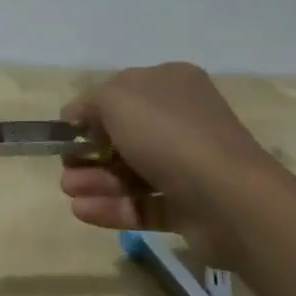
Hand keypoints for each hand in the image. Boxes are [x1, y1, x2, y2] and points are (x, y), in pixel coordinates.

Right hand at [58, 62, 278, 264]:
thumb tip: (75, 117)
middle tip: (65, 167)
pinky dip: (113, 207)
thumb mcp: (116, 99)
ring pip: (132, 171)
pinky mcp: (190, 207)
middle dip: (89, 152)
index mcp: (171, 84)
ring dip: (96, 181)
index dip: (92, 111)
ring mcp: (189, 165)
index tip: (67, 131)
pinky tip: (82, 211)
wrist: (230, 199)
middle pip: (124, 135)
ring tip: (69, 192)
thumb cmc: (169, 134)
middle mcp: (182, 120)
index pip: (123, 92)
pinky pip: (144, 204)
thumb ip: (89, 104)